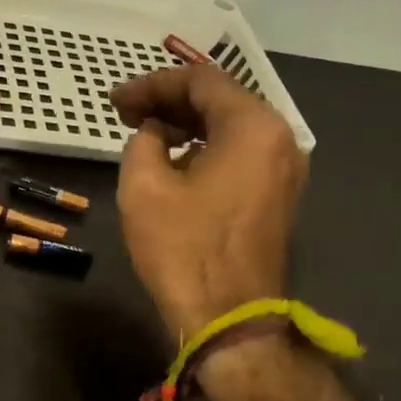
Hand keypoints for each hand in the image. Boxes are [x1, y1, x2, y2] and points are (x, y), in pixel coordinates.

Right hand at [112, 65, 306, 339]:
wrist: (229, 320)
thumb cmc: (184, 250)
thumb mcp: (144, 186)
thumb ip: (143, 141)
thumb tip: (154, 133)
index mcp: (253, 127)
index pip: (201, 80)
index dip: (152, 84)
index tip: (115, 101)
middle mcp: (280, 139)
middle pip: (221, 101)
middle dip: (170, 102)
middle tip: (125, 113)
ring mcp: (284, 170)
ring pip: (231, 129)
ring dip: (187, 125)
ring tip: (144, 132)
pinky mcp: (278, 197)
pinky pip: (241, 155)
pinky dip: (206, 148)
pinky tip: (175, 160)